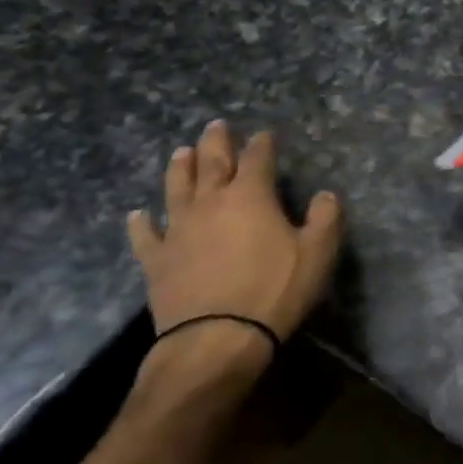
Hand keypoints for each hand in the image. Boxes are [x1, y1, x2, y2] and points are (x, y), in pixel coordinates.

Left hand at [127, 121, 343, 372]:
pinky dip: (140, 223)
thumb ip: (325, 218)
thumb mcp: (318, 253)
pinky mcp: (157, 260)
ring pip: (176, 188)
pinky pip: (145, 236)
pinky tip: (137, 215)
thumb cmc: (274, 290)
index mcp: (251, 196)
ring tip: (181, 152)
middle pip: (211, 163)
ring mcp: (178, 230)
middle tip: (215, 125)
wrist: (217, 338)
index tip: (264, 134)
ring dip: (180, 168)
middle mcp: (210, 203)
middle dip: (216, 142)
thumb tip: (325, 194)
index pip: (257, 159)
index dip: (262, 144)